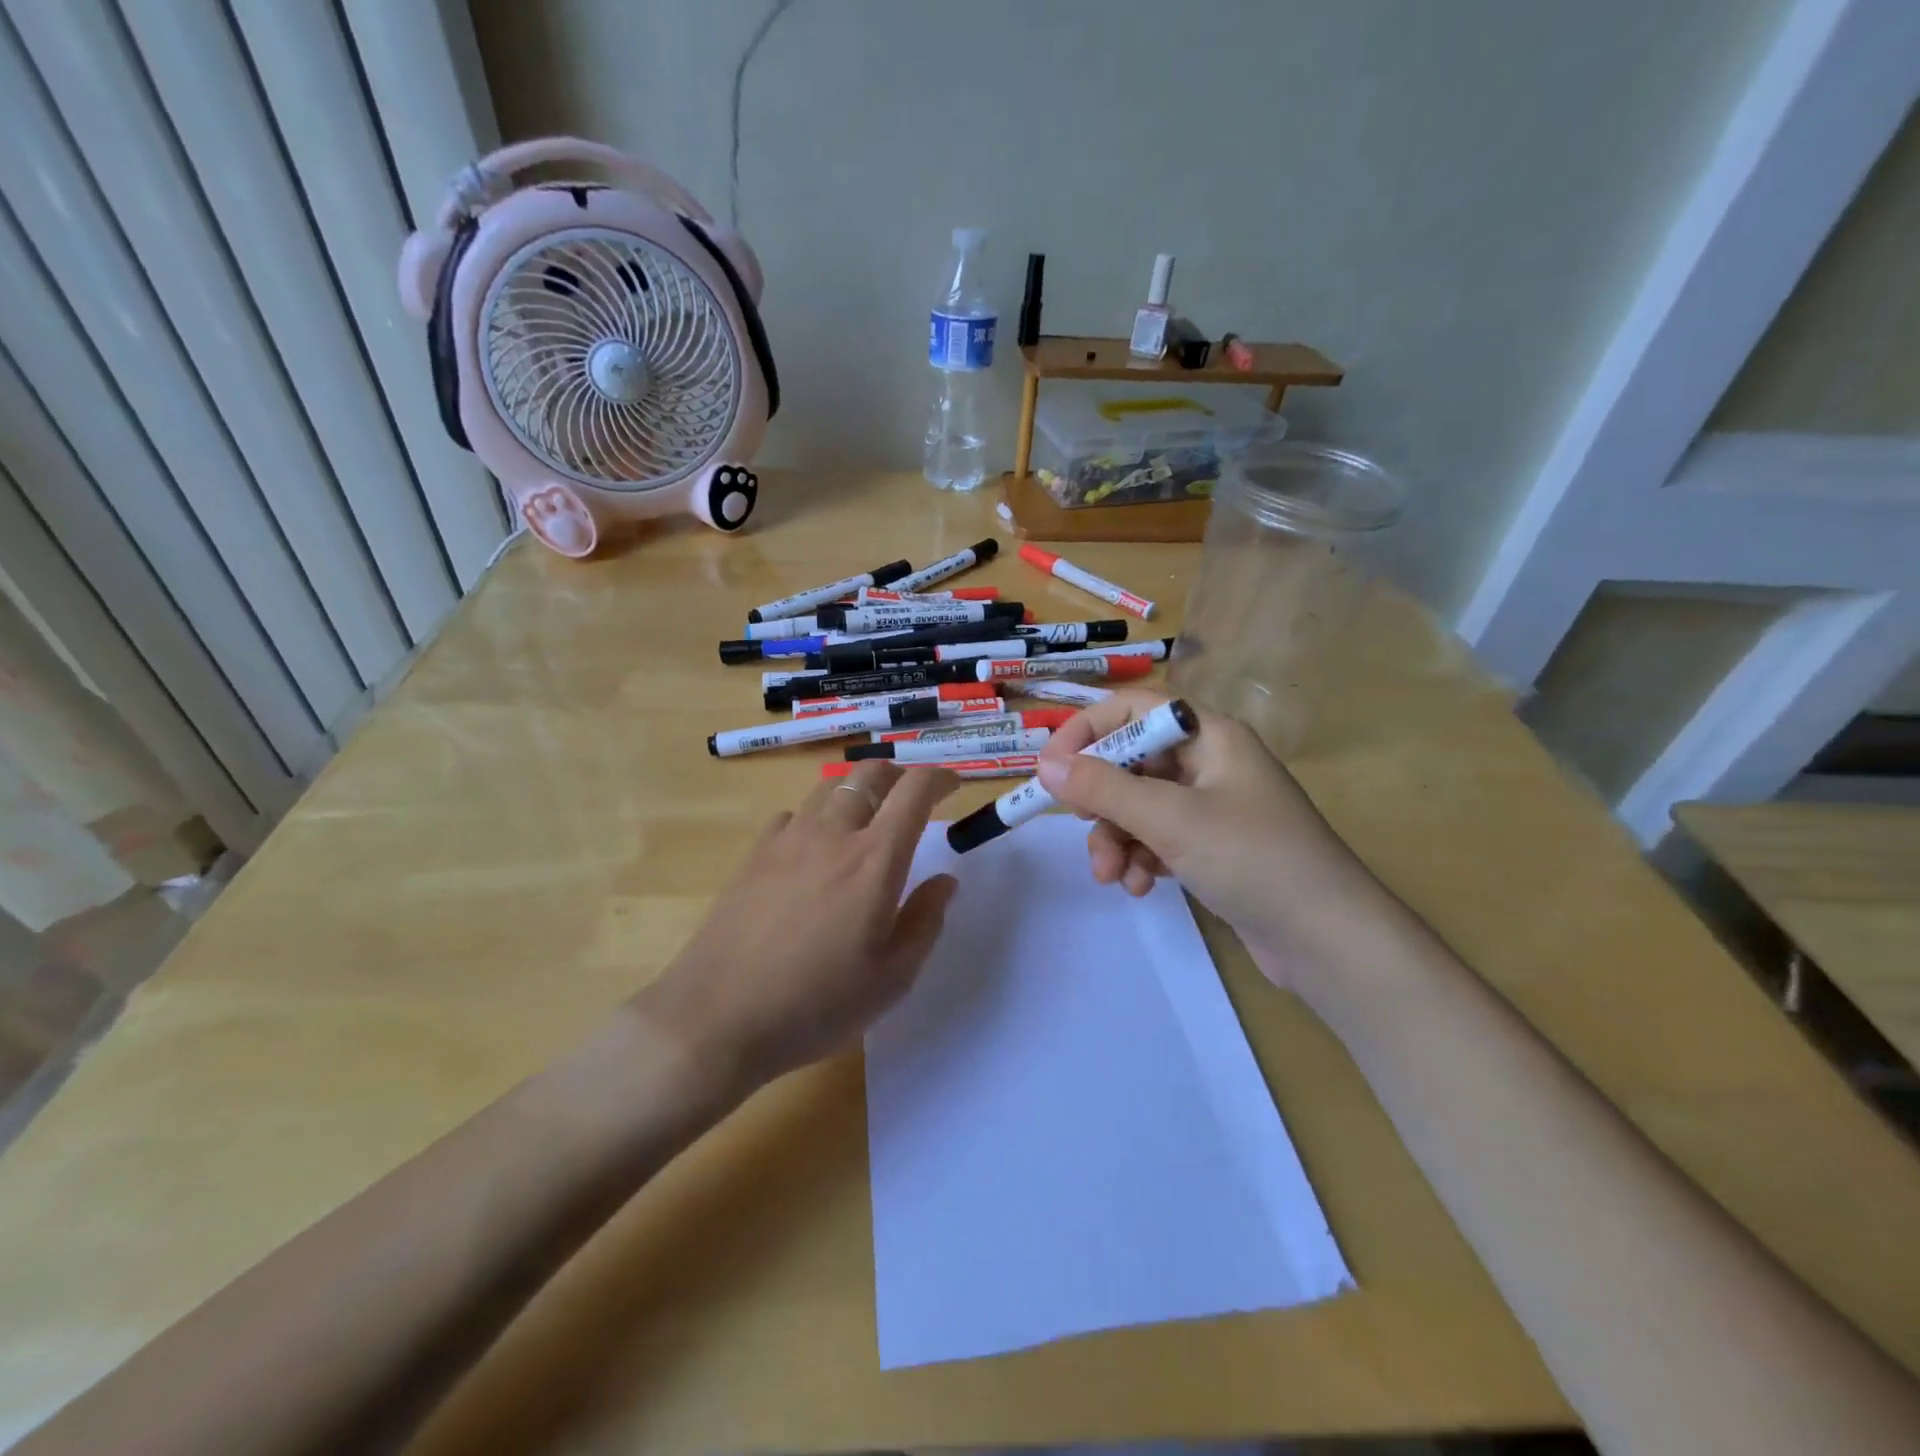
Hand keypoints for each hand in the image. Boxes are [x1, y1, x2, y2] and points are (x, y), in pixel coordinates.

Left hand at [638, 762, 958, 1101]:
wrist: (718, 1017)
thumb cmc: (817, 1003)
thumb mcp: (892, 978)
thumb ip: (925, 921)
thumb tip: (946, 881)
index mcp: (875, 859)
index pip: (914, 791)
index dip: (939, 778)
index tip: (952, 788)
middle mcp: (833, 834)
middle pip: (869, 773)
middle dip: (899, 774)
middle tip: (912, 797)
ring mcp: (788, 840)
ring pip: (829, 787)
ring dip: (857, 789)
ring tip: (867, 816)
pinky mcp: (755, 854)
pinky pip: (793, 815)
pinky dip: (815, 817)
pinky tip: (813, 848)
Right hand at [1034, 690, 1399, 985]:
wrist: (1329, 939)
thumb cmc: (1252, 859)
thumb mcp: (1170, 819)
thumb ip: (1102, 789)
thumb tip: (1044, 765)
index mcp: (1209, 735)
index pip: (1132, 710)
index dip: (1086, 731)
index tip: (1049, 768)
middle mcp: (1209, 762)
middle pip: (1131, 762)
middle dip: (1100, 801)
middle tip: (1081, 827)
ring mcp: (1212, 806)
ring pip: (1139, 806)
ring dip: (1117, 838)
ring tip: (1112, 876)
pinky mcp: (1213, 846)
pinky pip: (1158, 837)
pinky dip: (1141, 857)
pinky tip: (1141, 887)